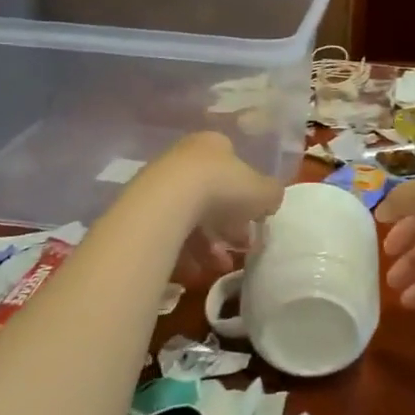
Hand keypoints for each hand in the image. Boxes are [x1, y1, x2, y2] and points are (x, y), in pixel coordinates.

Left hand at [152, 132, 284, 278]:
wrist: (168, 202)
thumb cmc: (223, 187)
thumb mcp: (263, 191)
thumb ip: (271, 194)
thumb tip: (271, 200)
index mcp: (213, 144)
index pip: (233, 165)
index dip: (247, 193)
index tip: (254, 218)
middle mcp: (184, 158)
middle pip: (211, 192)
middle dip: (227, 223)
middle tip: (239, 246)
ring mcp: (160, 182)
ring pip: (190, 215)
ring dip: (207, 243)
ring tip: (219, 266)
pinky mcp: (142, 209)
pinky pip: (169, 232)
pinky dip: (183, 252)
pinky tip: (194, 270)